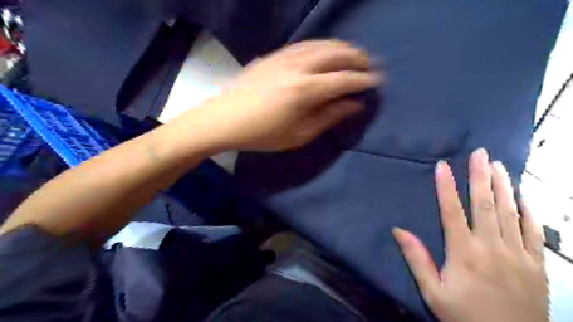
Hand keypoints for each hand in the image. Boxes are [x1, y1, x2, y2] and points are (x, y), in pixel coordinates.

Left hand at [184, 39, 378, 150]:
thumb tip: (355, 105)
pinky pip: (305, 44)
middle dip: (357, 57)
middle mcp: (298, 67)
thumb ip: (329, 117)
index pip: (344, 79)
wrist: (225, 119)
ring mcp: (285, 57)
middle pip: (336, 54)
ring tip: (353, 55)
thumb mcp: (300, 134)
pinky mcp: (274, 54)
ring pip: (321, 44)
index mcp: (306, 90)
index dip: (363, 79)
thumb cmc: (263, 134)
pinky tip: (326, 52)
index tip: (377, 81)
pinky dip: (322, 45)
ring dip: (342, 47)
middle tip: (369, 65)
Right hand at [392, 149, 546, 321]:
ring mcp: (518, 254)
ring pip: (510, 212)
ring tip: (498, 164)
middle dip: (480, 176)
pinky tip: (524, 194)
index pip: (452, 211)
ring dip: (503, 185)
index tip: (442, 166)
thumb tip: (398, 230)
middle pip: (485, 204)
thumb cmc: (464, 316)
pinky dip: (530, 210)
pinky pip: (534, 231)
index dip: (445, 186)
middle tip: (479, 153)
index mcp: (464, 252)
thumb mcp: (432, 292)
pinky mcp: (537, 264)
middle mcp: (491, 246)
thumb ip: (416, 259)